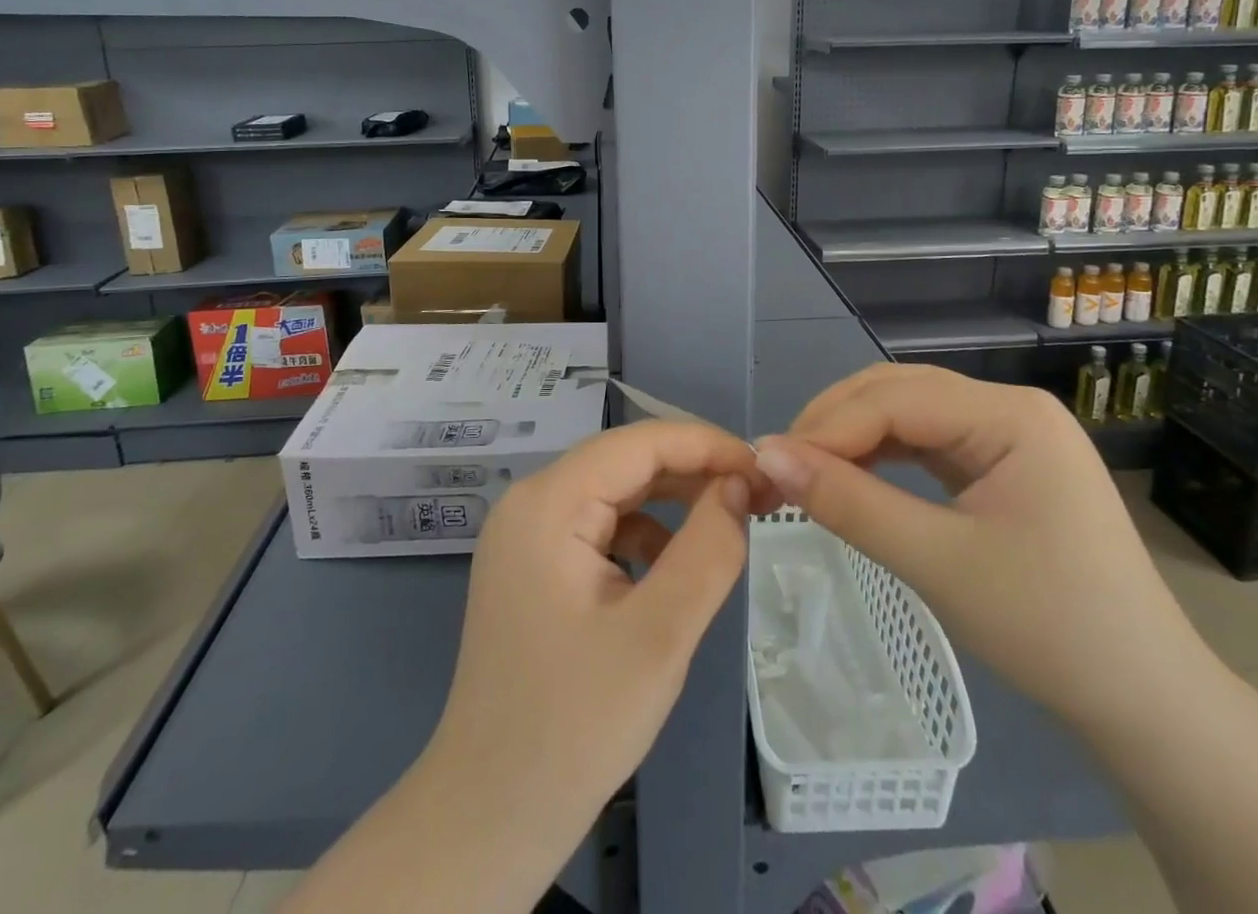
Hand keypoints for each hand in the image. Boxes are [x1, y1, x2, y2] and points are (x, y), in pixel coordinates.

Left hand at [422, 420, 766, 838]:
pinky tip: (672, 568)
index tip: (766, 470)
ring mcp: (527, 532)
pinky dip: (644, 533)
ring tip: (728, 525)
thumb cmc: (575, 725)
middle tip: (759, 498)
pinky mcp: (534, 563)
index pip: (639, 442)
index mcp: (547, 502)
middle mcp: (530, 501)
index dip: (707, 445)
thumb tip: (740, 485)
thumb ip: (708, 550)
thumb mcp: (659, 636)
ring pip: (615, 491)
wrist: (490, 815)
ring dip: (672, 502)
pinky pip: (599, 525)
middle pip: (625, 462)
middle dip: (694, 472)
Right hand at [752, 364, 1215, 736]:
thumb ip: (849, 503)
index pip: (895, 400)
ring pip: (907, 411)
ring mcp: (1006, 433)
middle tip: (781, 465)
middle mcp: (1008, 407)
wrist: (1145, 700)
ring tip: (805, 469)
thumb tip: (766, 456)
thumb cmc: (1049, 628)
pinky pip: (925, 440)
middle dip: (834, 423)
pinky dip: (881, 454)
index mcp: (1010, 415)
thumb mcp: (938, 563)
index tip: (768, 463)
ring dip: (852, 435)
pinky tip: (851, 474)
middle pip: (898, 392)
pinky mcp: (999, 462)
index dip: (827, 427)